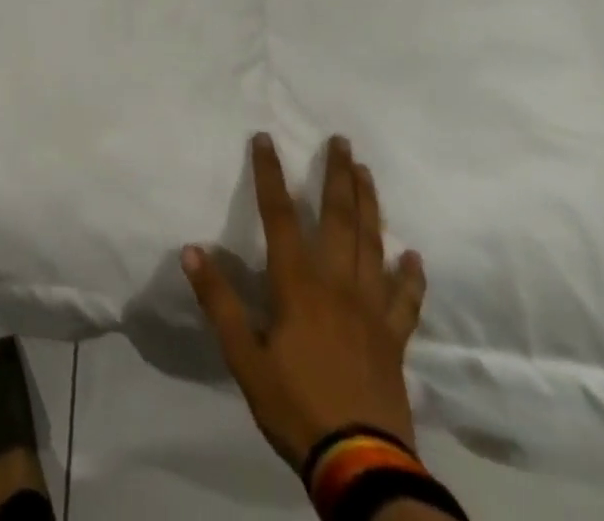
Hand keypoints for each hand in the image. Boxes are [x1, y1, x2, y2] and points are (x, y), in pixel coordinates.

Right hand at [182, 134, 427, 472]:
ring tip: (367, 174)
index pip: (280, 215)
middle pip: (339, 219)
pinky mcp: (394, 339)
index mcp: (298, 284)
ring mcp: (371, 311)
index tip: (264, 138)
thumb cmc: (295, 405)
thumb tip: (190, 249)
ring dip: (370, 206)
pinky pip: (405, 300)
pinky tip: (414, 256)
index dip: (269, 174)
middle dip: (337, 176)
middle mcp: (338, 285)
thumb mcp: (243, 356)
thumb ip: (219, 301)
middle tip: (341, 141)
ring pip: (373, 246)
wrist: (361, 465)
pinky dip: (411, 276)